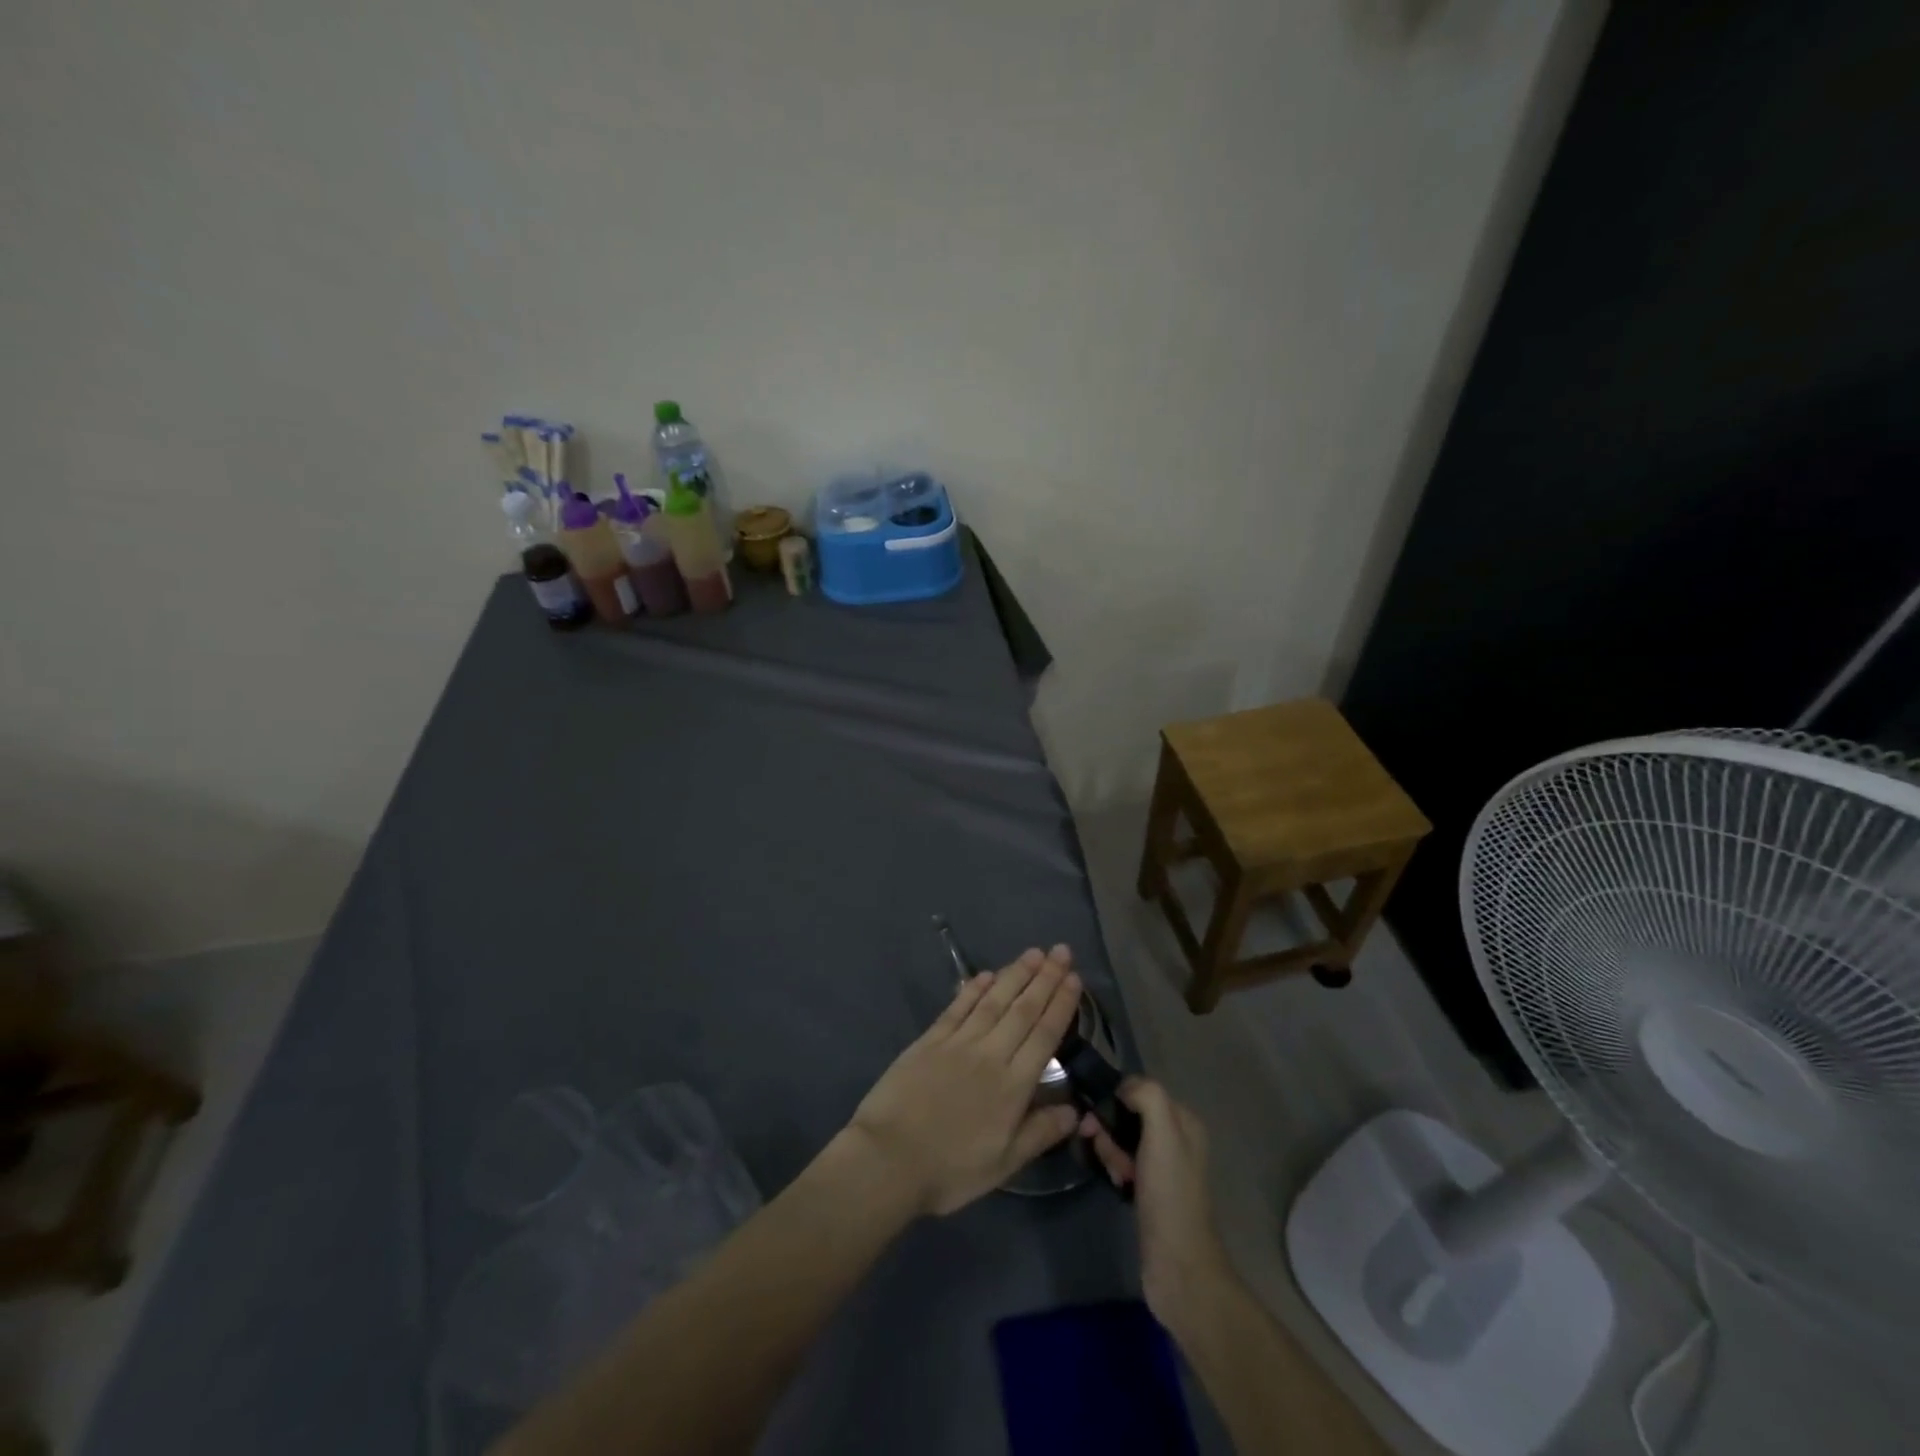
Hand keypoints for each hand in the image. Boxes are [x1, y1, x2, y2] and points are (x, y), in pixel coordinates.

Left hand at [846, 947, 1083, 1216]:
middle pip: (1023, 1009)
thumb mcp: (1003, 1164)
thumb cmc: (950, 1170)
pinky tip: (986, 974)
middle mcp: (990, 1054)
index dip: (1061, 1004)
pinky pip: (957, 1007)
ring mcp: (958, 1043)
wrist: (888, 1159)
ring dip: (1015, 974)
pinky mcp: (930, 1040)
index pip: (1044, 1035)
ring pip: (993, 1001)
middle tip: (1061, 950)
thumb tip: (1076, 1111)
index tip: (1074, 978)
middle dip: (1045, 978)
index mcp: (1013, 1086)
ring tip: (1033, 953)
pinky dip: (973, 988)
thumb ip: (1040, 1133)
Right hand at [1080, 1078, 1234, 1327]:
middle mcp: (1176, 1138)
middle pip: (1128, 1115)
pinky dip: (1115, 1169)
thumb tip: (1122, 1088)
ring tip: (1117, 1176)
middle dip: (1110, 1130)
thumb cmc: (1169, 1195)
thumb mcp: (1163, 1135)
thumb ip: (1147, 1097)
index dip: (1115, 1100)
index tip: (1097, 1120)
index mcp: (1184, 1120)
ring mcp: (1163, 1166)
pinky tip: (1117, 1185)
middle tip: (1107, 1154)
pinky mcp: (1150, 1190)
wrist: (1178, 1266)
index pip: (1139, 1089)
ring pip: (1122, 1140)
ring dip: (1111, 1152)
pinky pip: (1123, 1163)